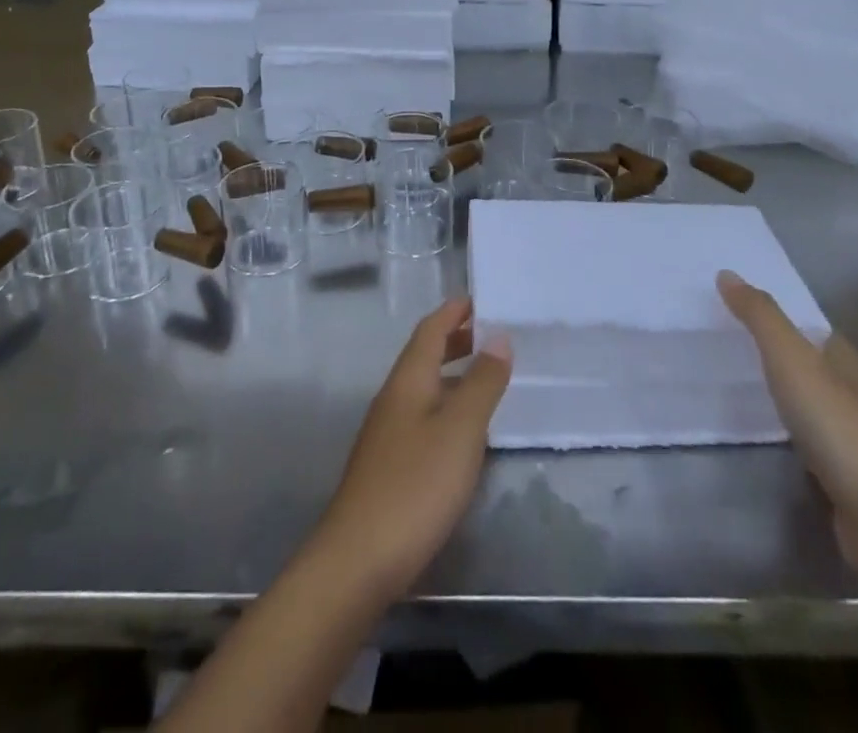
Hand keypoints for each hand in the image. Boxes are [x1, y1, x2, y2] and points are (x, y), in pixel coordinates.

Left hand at [312, 298, 511, 600]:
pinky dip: (445, 404)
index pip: (430, 330)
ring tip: (485, 375)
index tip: (480, 299)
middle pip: (423, 355)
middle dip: (454, 339)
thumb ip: (482, 383)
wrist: (359, 557)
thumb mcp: (460, 430)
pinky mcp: (389, 463)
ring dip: (451, 372)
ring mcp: (387, 431)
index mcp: (408, 379)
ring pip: (423, 386)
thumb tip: (498, 336)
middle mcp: (393, 396)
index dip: (454, 312)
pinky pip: (421, 414)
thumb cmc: (416, 484)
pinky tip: (462, 429)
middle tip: (490, 333)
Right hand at [717, 270, 857, 574]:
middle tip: (730, 346)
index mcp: (850, 363)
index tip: (742, 311)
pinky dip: (791, 437)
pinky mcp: (850, 482)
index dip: (784, 319)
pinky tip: (767, 438)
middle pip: (816, 367)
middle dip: (781, 357)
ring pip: (815, 408)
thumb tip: (727, 273)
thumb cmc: (839, 427)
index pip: (816, 331)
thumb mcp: (791, 358)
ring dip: (786, 399)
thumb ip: (760, 317)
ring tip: (740, 388)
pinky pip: (813, 446)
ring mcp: (857, 443)